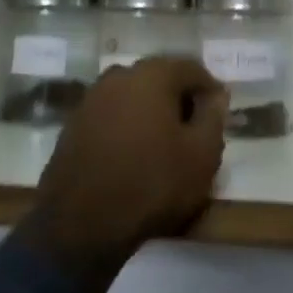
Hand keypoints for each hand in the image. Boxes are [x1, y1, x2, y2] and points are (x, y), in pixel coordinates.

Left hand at [20, 57, 226, 292]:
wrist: (81, 223)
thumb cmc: (152, 183)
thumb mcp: (202, 155)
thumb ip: (213, 117)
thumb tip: (216, 95)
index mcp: (152, 74)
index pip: (192, 68)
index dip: (210, 90)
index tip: (219, 115)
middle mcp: (119, 75)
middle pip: (160, 79)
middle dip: (179, 99)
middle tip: (194, 131)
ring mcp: (91, 98)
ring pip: (133, 96)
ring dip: (151, 113)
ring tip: (164, 145)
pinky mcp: (73, 124)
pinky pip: (111, 115)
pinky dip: (127, 127)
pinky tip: (133, 155)